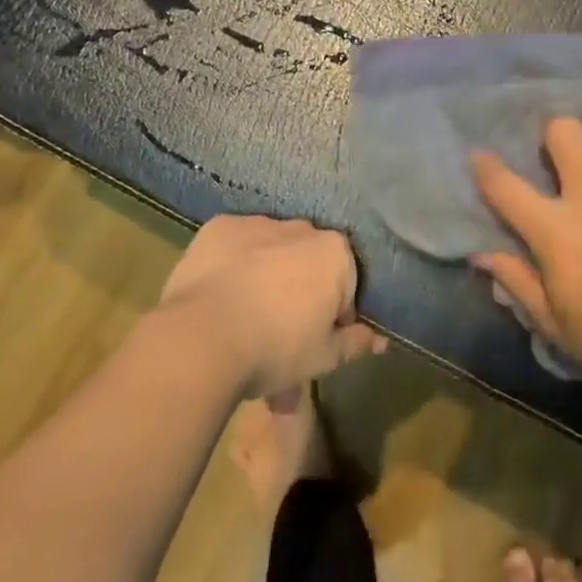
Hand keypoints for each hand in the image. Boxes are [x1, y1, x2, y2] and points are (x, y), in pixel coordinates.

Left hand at [160, 215, 385, 396]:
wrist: (201, 339)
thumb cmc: (276, 349)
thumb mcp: (324, 358)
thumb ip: (355, 343)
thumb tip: (380, 340)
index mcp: (335, 252)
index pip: (346, 284)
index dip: (333, 316)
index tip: (316, 340)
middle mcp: (301, 227)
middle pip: (307, 262)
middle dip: (299, 291)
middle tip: (278, 334)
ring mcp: (257, 223)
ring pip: (270, 251)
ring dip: (266, 275)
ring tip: (242, 320)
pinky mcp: (218, 227)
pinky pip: (235, 245)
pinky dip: (232, 264)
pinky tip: (218, 296)